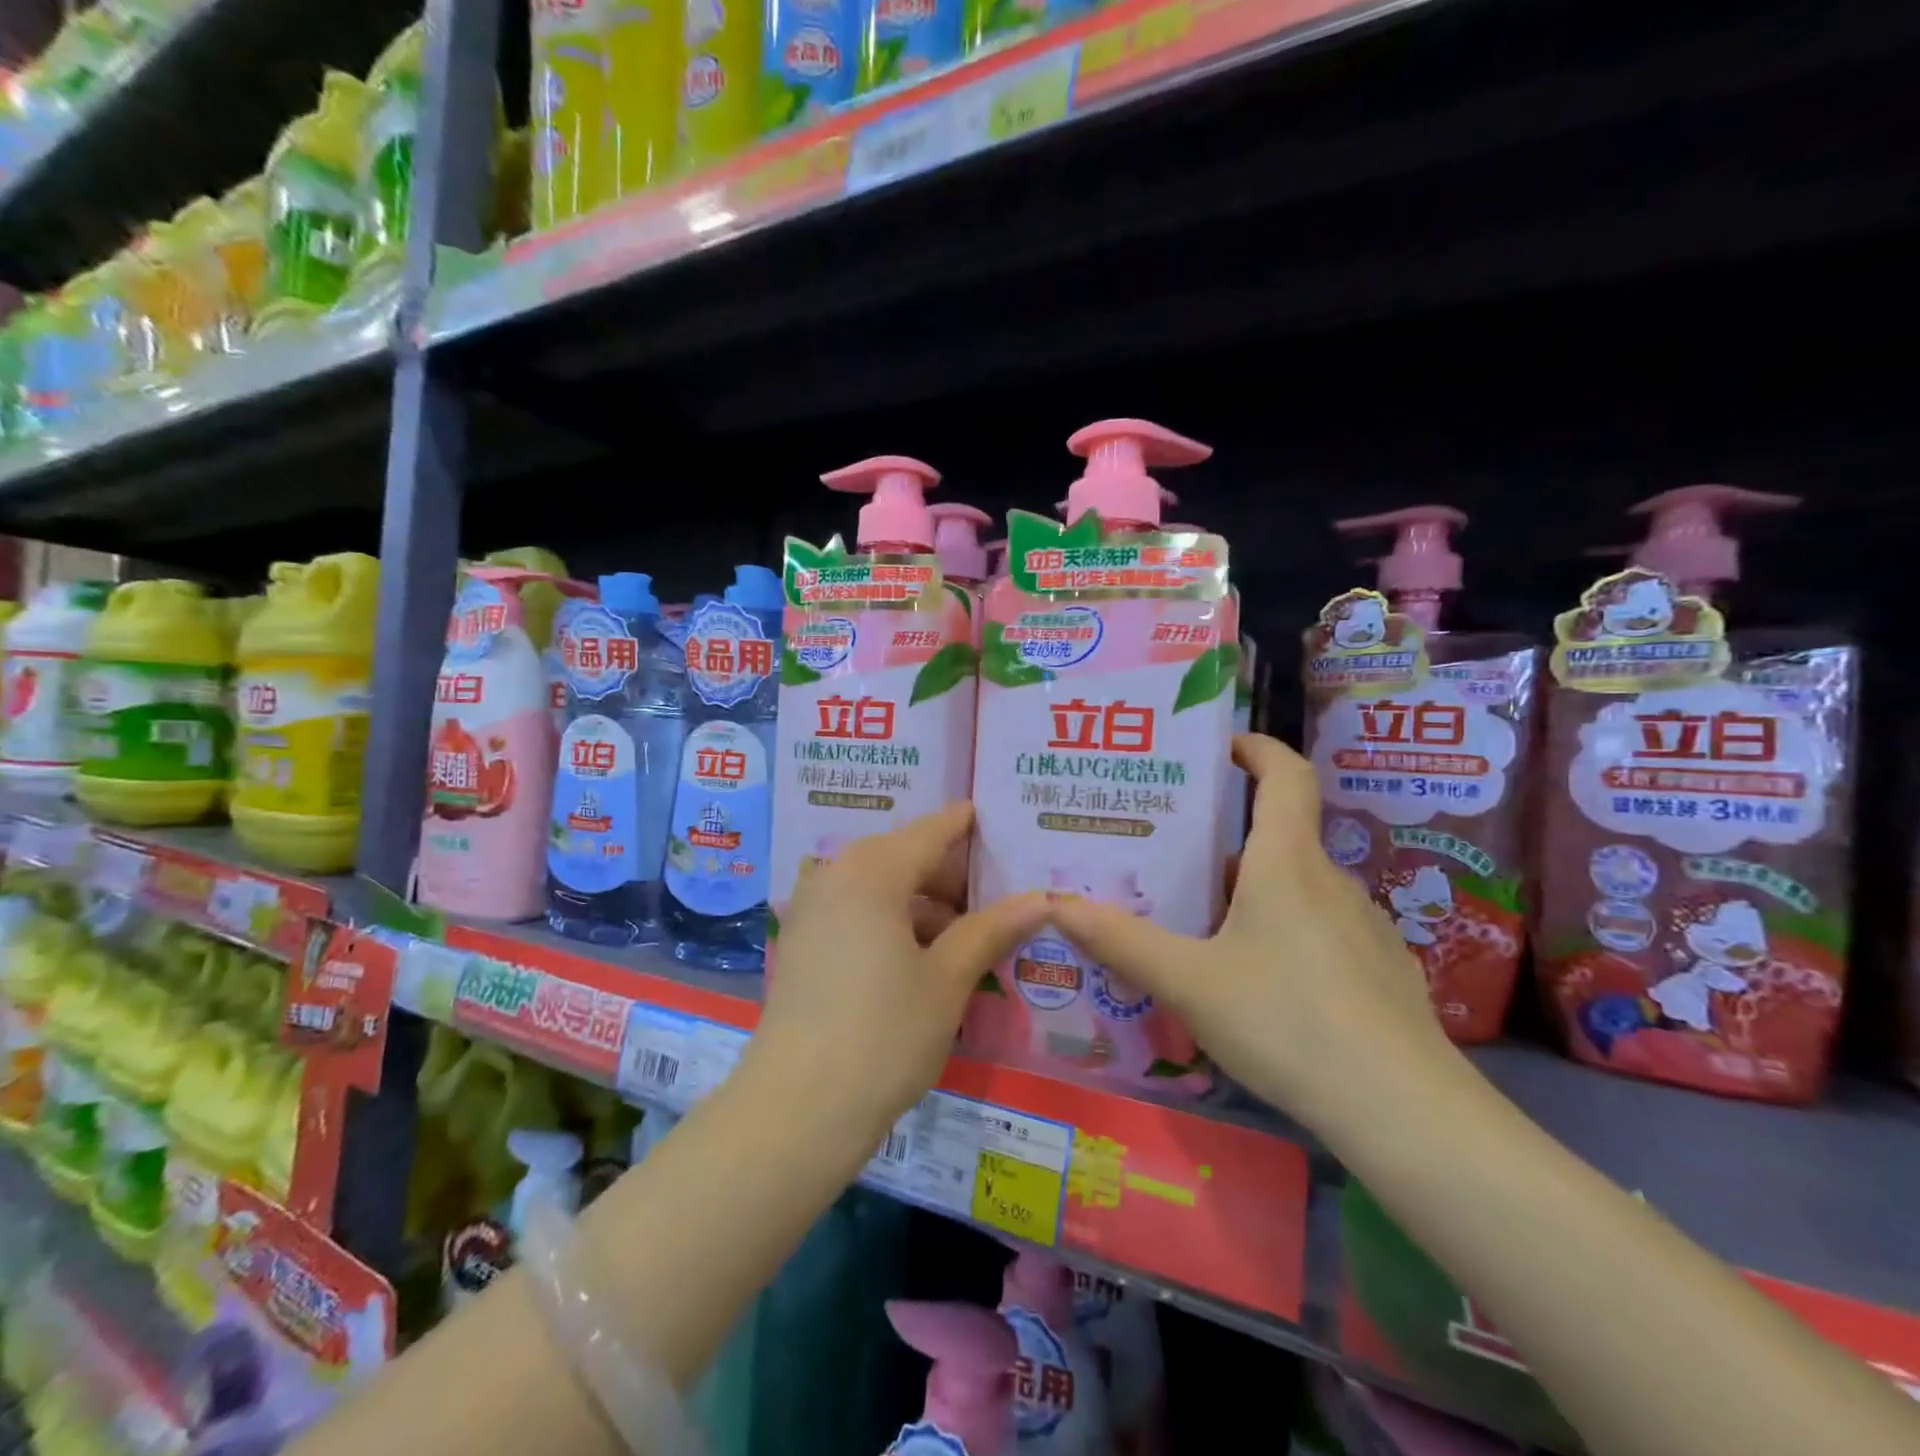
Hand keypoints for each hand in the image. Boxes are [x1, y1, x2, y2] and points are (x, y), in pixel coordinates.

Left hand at [747, 803, 1049, 1143]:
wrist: (795, 1111)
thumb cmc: (883, 1035)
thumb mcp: (947, 980)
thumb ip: (991, 930)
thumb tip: (1040, 899)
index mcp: (871, 871)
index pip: (932, 831)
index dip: (969, 826)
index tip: (1003, 824)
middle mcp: (835, 876)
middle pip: (905, 857)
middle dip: (953, 875)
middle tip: (1001, 896)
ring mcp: (812, 910)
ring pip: (882, 888)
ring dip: (926, 906)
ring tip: (973, 936)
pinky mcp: (802, 945)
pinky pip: (859, 914)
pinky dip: (895, 924)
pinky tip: (927, 959)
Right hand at [1048, 735, 1461, 1139]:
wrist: (1404, 1113)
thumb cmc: (1288, 1023)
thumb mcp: (1190, 983)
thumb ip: (1121, 942)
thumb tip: (1056, 904)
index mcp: (1288, 863)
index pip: (1286, 774)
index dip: (1256, 748)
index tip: (1219, 747)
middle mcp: (1331, 881)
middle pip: (1278, 836)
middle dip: (1223, 838)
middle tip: (1169, 853)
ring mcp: (1363, 927)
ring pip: (1295, 888)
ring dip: (1249, 890)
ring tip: (1198, 919)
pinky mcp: (1378, 970)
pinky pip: (1318, 929)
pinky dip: (1280, 930)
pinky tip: (1254, 980)